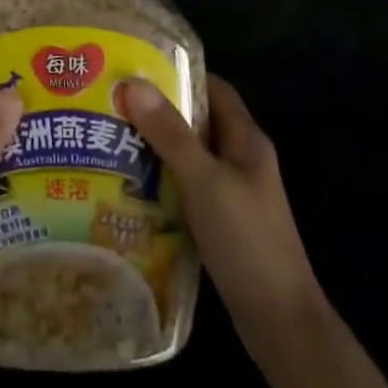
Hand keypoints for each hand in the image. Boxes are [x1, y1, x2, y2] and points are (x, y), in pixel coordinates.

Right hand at [122, 74, 324, 376]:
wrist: (278, 321)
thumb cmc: (246, 240)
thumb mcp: (204, 180)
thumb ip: (171, 133)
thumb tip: (134, 83)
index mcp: (246, 139)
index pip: (213, 88)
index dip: (178, 73)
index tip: (135, 66)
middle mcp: (240, 158)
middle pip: (197, 120)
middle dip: (158, 110)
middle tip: (111, 102)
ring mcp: (232, 191)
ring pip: (188, 155)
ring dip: (155, 147)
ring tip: (109, 138)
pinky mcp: (221, 220)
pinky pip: (186, 186)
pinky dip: (160, 180)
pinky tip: (128, 186)